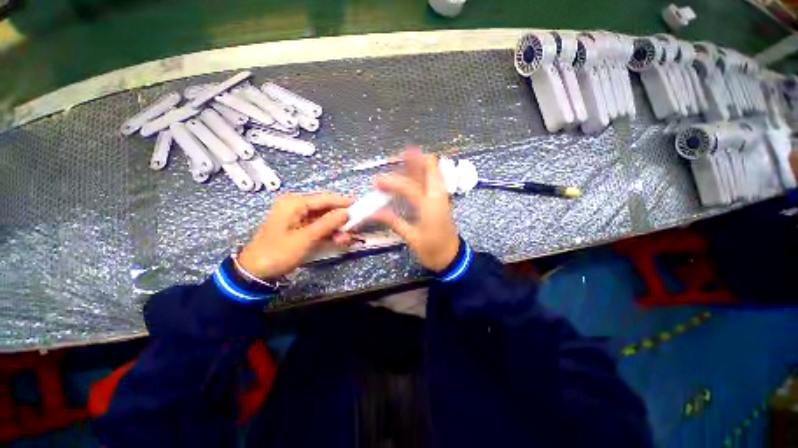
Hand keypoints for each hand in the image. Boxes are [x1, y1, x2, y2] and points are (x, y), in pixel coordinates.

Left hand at [238, 193, 352, 277]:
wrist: (255, 270)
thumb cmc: (279, 252)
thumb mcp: (306, 238)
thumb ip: (328, 223)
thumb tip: (347, 213)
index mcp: (294, 202)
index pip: (325, 198)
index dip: (343, 202)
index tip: (360, 205)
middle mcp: (296, 205)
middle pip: (325, 207)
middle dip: (340, 217)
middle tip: (355, 224)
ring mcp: (296, 216)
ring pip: (323, 217)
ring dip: (336, 227)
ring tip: (347, 237)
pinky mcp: (298, 226)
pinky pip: (317, 225)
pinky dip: (328, 232)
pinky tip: (338, 239)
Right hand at [373, 150, 459, 271]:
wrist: (452, 257)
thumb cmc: (432, 250)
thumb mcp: (412, 238)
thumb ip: (394, 222)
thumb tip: (374, 213)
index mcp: (430, 206)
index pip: (409, 187)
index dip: (391, 182)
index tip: (377, 182)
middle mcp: (438, 196)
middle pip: (429, 166)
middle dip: (411, 159)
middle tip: (393, 159)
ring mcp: (442, 196)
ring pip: (432, 170)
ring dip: (417, 163)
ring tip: (400, 160)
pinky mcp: (442, 199)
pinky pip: (433, 179)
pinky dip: (422, 172)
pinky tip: (410, 173)